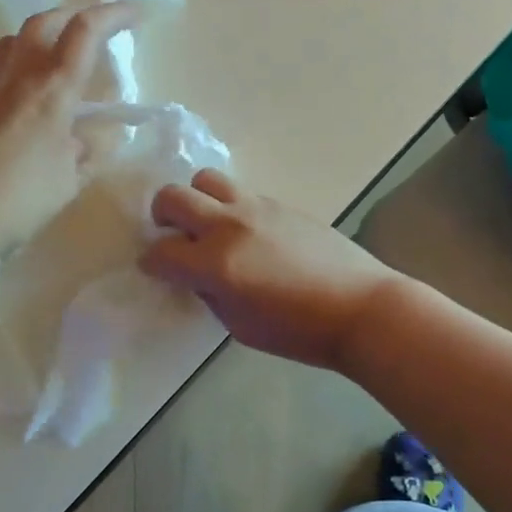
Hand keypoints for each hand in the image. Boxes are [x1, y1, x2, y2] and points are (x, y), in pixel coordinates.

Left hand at [0, 1, 135, 265]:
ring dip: (34, 39)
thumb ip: (88, 153)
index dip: (113, 13)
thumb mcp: (69, 181)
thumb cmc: (19, 200)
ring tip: (47, 57)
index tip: (134, 13)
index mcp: (53, 90)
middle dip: (72, 15)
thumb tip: (91, 137)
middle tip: (90, 28)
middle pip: (43, 22)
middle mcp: (16, 75)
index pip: (86, 32)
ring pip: (9, 41)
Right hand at [140, 169, 399, 372]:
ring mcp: (256, 208)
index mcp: (216, 264)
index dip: (152, 263)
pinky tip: (249, 234)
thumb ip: (210, 294)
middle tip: (174, 236)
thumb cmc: (298, 331)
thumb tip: (197, 275)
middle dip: (163, 216)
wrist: (359, 307)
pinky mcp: (280, 203)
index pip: (161, 252)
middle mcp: (229, 226)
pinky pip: (241, 193)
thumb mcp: (240, 326)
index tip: (155, 269)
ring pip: (207, 180)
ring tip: (209, 225)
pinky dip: (231, 208)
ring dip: (197, 200)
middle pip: (174, 197)